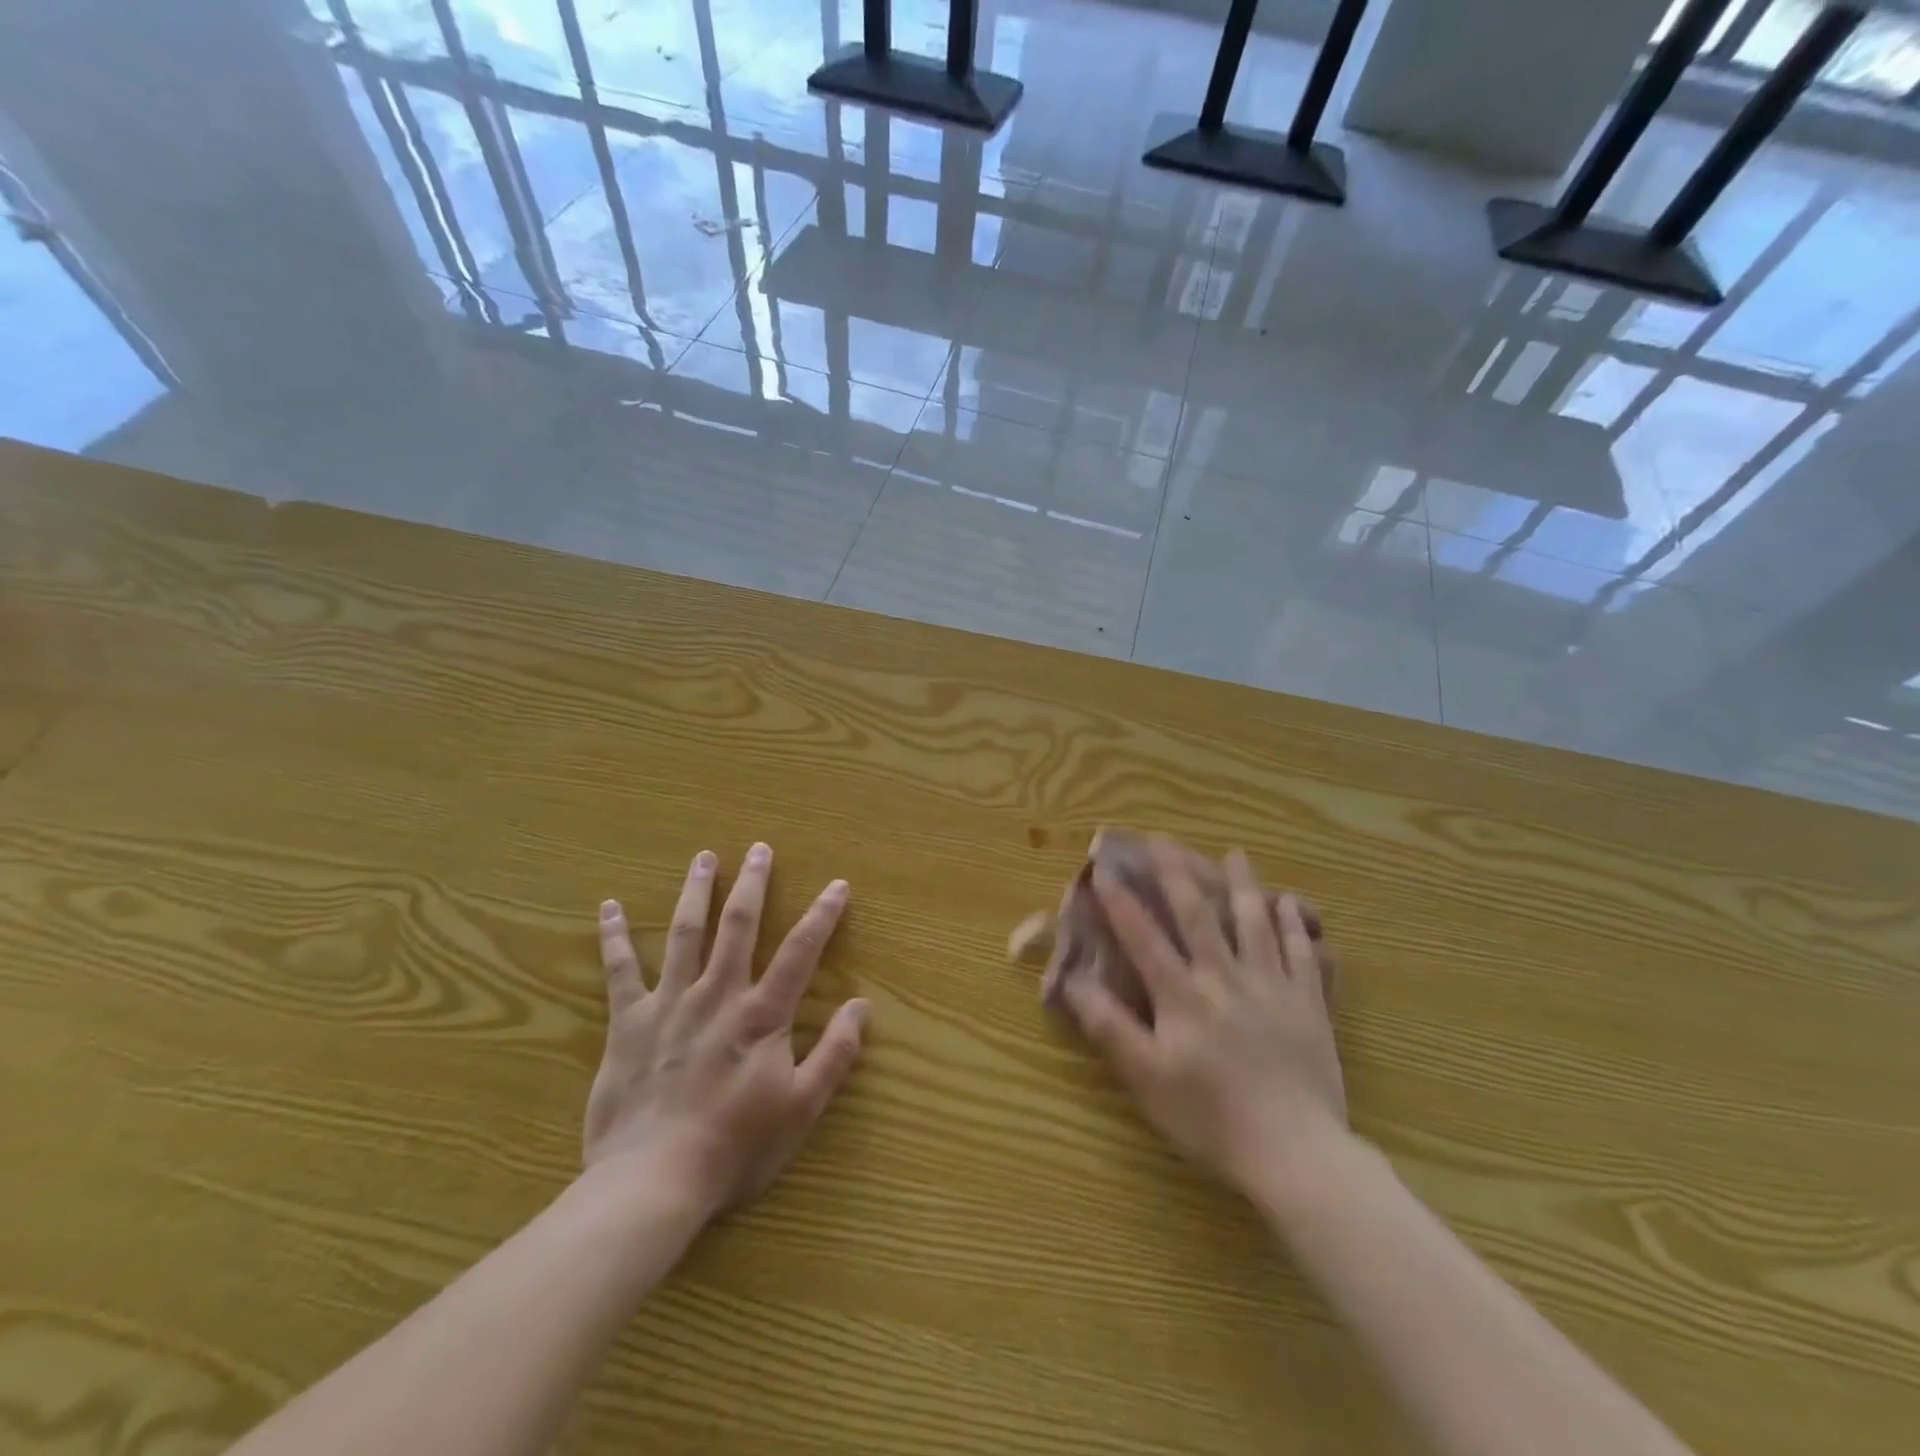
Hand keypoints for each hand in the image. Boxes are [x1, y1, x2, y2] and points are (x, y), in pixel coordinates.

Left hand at [584, 843, 868, 1218]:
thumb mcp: (801, 1108)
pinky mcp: (628, 1022)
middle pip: (739, 926)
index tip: (837, 885)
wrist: (652, 1182)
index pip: (800, 952)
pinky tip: (609, 907)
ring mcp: (669, 1003)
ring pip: (685, 933)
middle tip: (760, 848)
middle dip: (753, 884)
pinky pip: (620, 971)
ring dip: (696, 891)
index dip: (822, 915)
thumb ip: (835, 1054)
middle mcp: (717, 995)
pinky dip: (614, 937)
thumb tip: (861, 1006)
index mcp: (761, 1015)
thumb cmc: (734, 1147)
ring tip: (703, 857)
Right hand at [1059, 847, 1346, 1197]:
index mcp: (1182, 995)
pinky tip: (1290, 905)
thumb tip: (1073, 982)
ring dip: (1243, 885)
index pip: (1144, 937)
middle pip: (1198, 915)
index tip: (1104, 868)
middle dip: (1177, 874)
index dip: (1121, 902)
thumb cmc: (1210, 1118)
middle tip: (1164, 839)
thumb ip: (1109, 1026)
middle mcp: (1224, 978)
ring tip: (1236, 854)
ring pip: (1254, 924)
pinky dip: (1295, 926)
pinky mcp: (1308, 1006)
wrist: (1296, 1153)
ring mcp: (1271, 987)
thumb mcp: (1146, 1078)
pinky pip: (1303, 955)